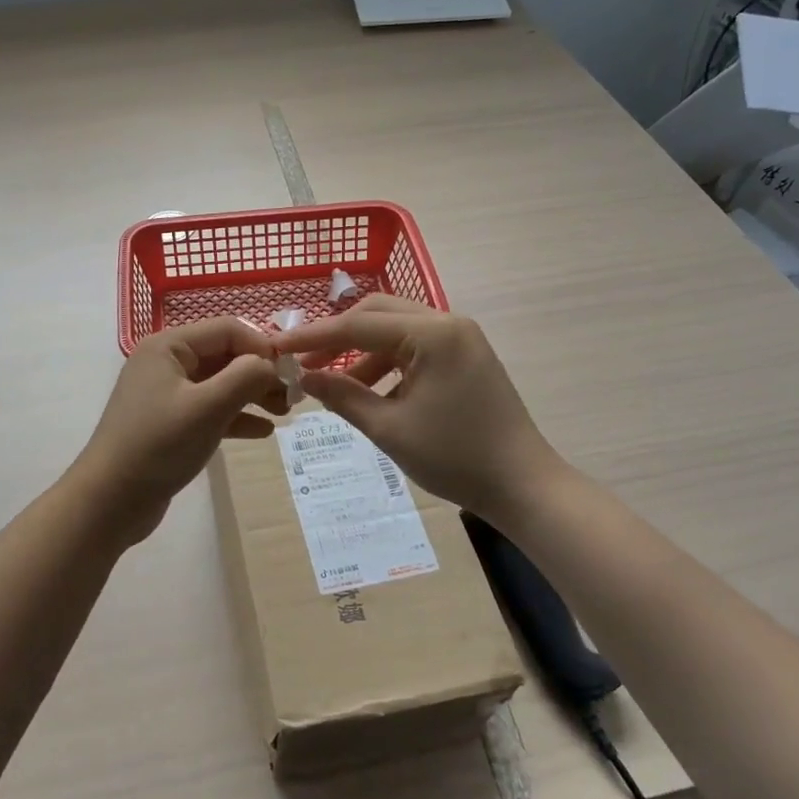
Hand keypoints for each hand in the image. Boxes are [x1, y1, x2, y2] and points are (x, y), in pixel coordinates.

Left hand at [71, 317, 287, 542]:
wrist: (110, 501)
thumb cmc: (159, 446)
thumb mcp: (208, 407)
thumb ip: (245, 376)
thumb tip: (271, 364)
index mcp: (169, 346)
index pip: (228, 329)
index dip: (263, 346)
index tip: (292, 373)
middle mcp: (167, 362)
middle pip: (226, 355)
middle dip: (261, 373)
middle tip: (293, 398)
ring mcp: (167, 394)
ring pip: (221, 384)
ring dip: (253, 395)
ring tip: (285, 414)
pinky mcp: (171, 423)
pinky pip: (211, 410)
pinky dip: (237, 416)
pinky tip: (263, 432)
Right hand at [274, 296, 567, 521]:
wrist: (522, 484)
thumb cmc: (454, 456)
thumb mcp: (389, 428)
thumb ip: (342, 396)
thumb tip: (303, 376)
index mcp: (432, 333)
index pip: (358, 325)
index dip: (313, 337)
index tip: (275, 346)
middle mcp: (448, 322)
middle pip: (377, 314)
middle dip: (337, 337)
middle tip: (303, 362)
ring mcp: (460, 338)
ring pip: (395, 330)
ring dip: (361, 352)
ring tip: (332, 385)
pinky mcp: (465, 356)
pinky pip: (415, 347)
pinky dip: (387, 363)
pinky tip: (369, 392)